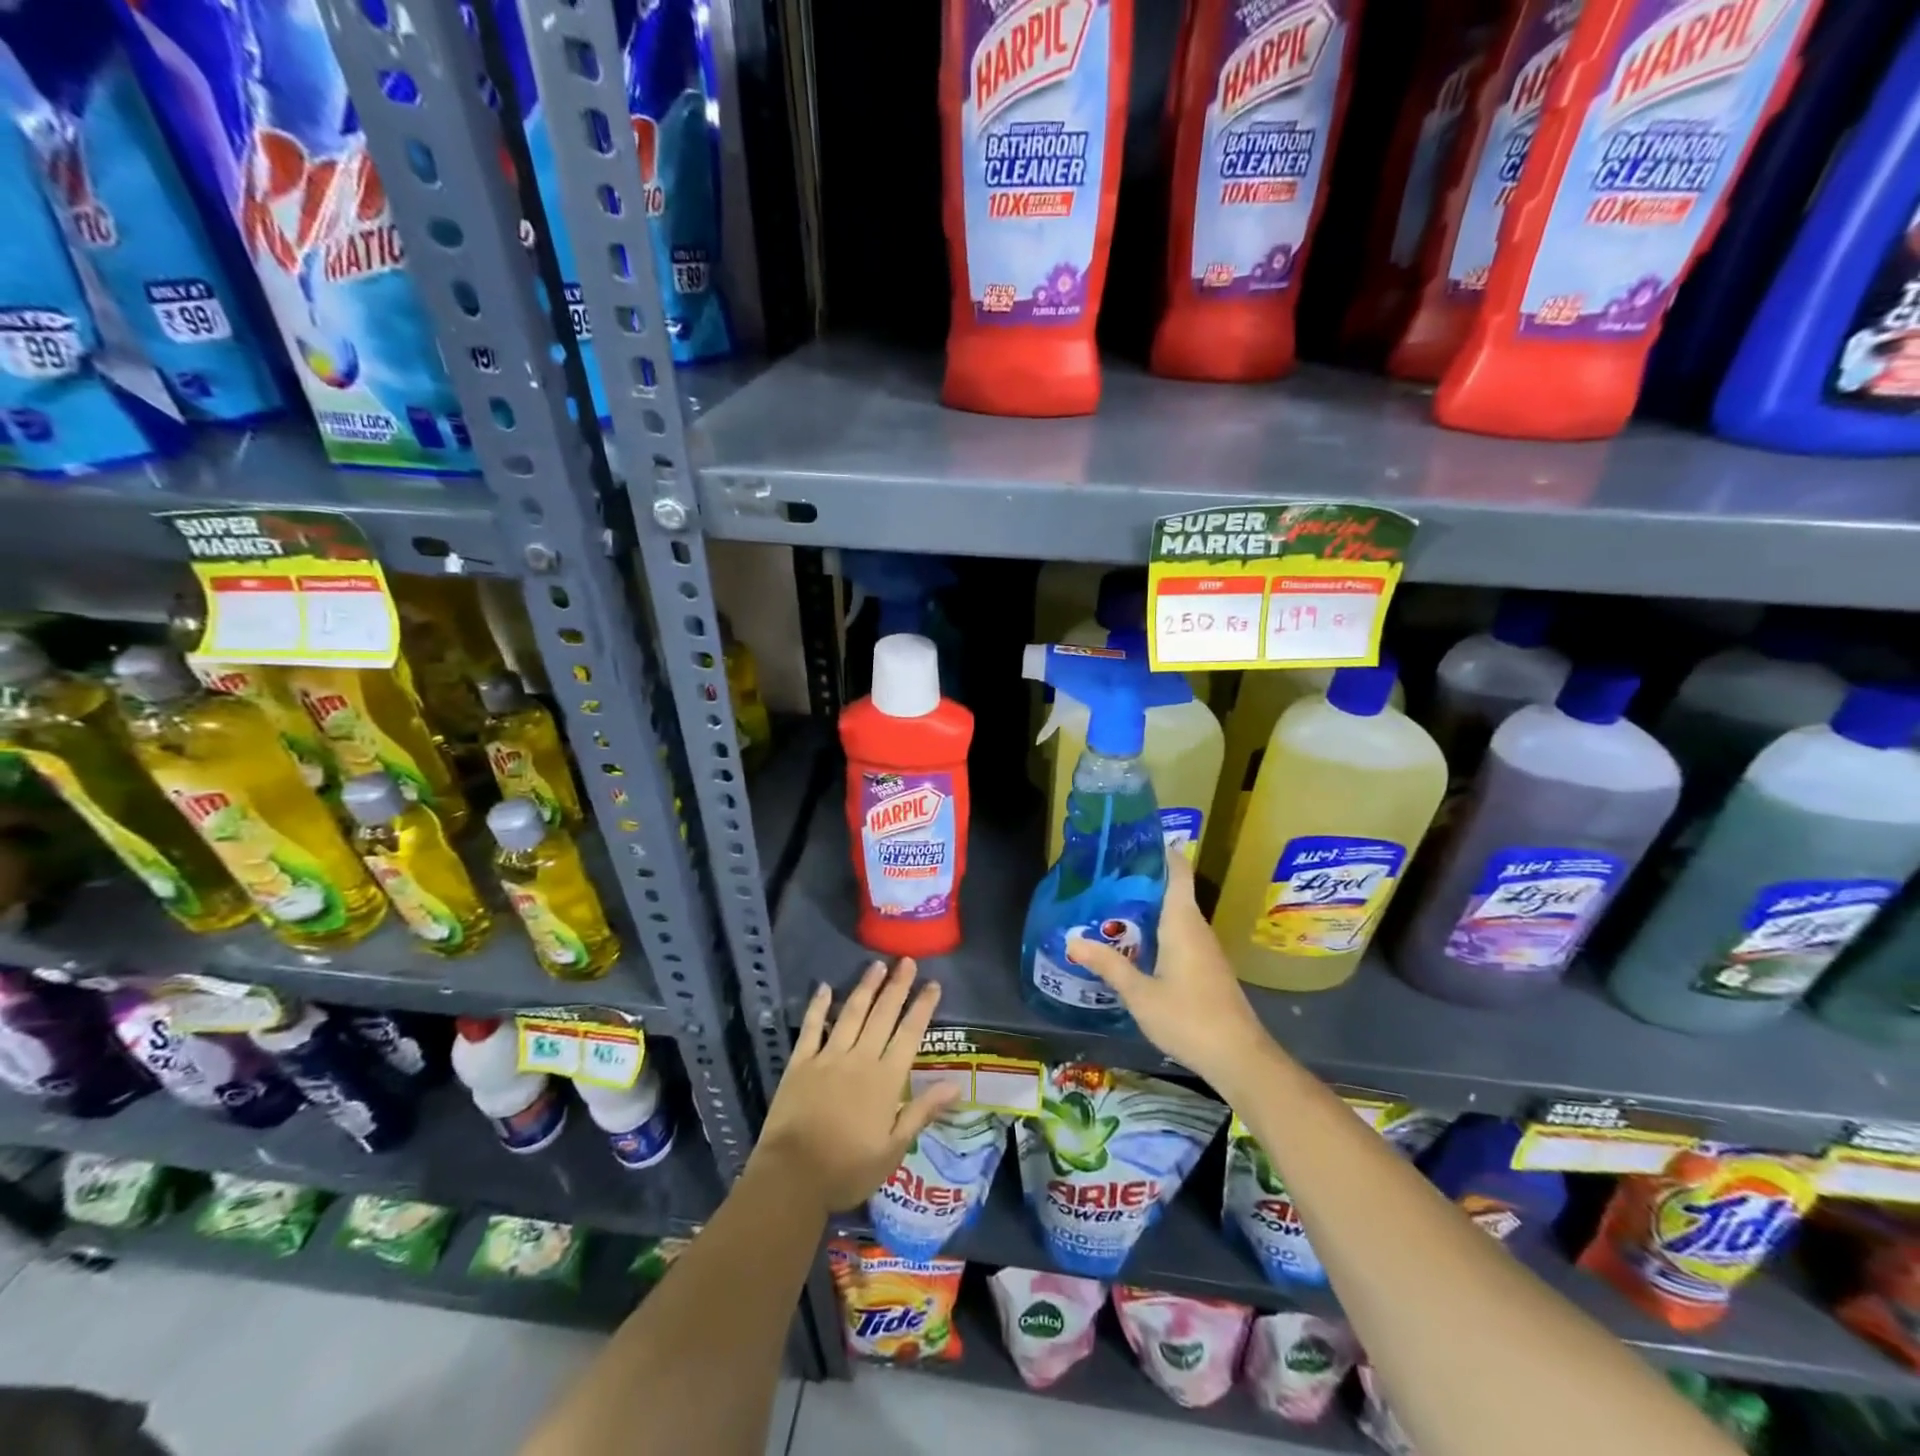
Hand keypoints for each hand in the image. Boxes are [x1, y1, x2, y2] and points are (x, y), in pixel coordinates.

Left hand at [752, 958, 960, 1216]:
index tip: (933, 984)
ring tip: (877, 965)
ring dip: (866, 987)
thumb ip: (921, 1112)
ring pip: (851, 1014)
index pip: (909, 1035)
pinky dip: (819, 1006)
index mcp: (885, 1080)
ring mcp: (828, 1058)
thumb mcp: (892, 1149)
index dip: (922, 1007)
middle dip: (897, 987)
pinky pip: (812, 1028)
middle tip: (907, 961)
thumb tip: (955, 1086)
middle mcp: (859, 1059)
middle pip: (882, 1015)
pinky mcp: (800, 1063)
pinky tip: (825, 987)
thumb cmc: (848, 1169)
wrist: (792, 1178)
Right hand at [1066, 848, 1274, 1087]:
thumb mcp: (1140, 994)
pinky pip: (1180, 935)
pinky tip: (1135, 944)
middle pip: (1173, 890)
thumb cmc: (1188, 1018)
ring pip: (1175, 915)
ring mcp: (1205, 949)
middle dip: (1141, 880)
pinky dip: (1157, 930)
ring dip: (1148, 908)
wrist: (1239, 1058)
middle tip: (1104, 876)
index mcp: (1182, 922)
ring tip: (1111, 905)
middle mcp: (1197, 928)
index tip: (1132, 841)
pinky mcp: (1207, 968)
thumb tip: (1072, 940)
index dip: (1160, 851)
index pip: (1177, 871)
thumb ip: (1108, 965)